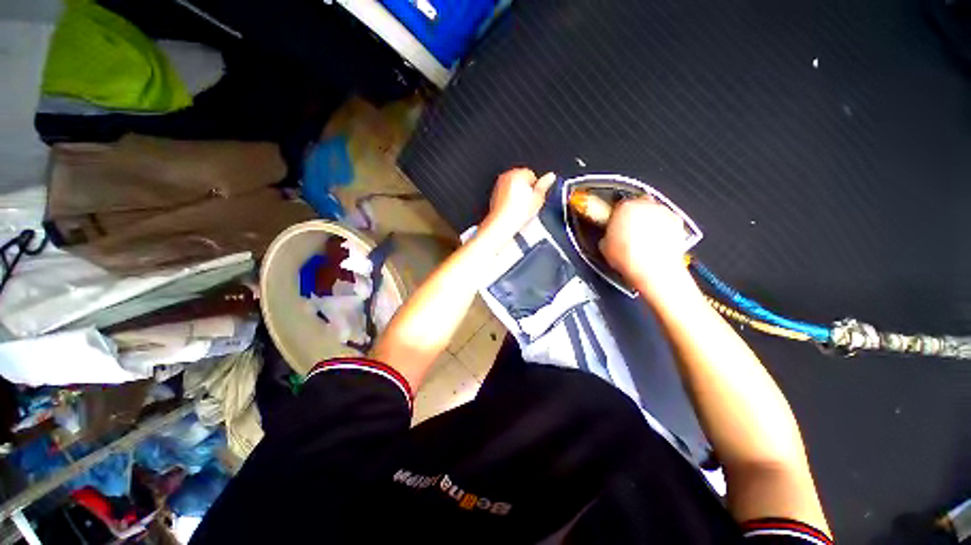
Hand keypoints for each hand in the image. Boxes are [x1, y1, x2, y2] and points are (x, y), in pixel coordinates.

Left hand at [482, 168, 555, 237]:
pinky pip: (506, 194)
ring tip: (520, 208)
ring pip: (513, 187)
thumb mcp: (538, 199)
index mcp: (518, 173)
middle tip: (528, 204)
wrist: (501, 223)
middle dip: (526, 190)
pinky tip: (513, 209)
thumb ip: (545, 185)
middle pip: (522, 180)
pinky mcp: (494, 194)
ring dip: (518, 195)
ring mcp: (499, 185)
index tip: (535, 198)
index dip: (536, 188)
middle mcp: (507, 176)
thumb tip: (550, 176)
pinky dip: (509, 199)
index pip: (532, 175)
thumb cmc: (517, 213)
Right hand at [599, 197, 692, 297]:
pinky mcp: (677, 221)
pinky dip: (662, 227)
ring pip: (653, 211)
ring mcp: (662, 212)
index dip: (616, 215)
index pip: (618, 204)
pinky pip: (666, 220)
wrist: (654, 270)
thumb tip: (609, 236)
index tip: (614, 223)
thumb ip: (607, 235)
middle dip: (633, 215)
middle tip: (628, 230)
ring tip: (643, 238)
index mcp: (624, 208)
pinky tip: (656, 242)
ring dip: (648, 220)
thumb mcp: (604, 247)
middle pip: (638, 204)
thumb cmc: (628, 258)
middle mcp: (645, 205)